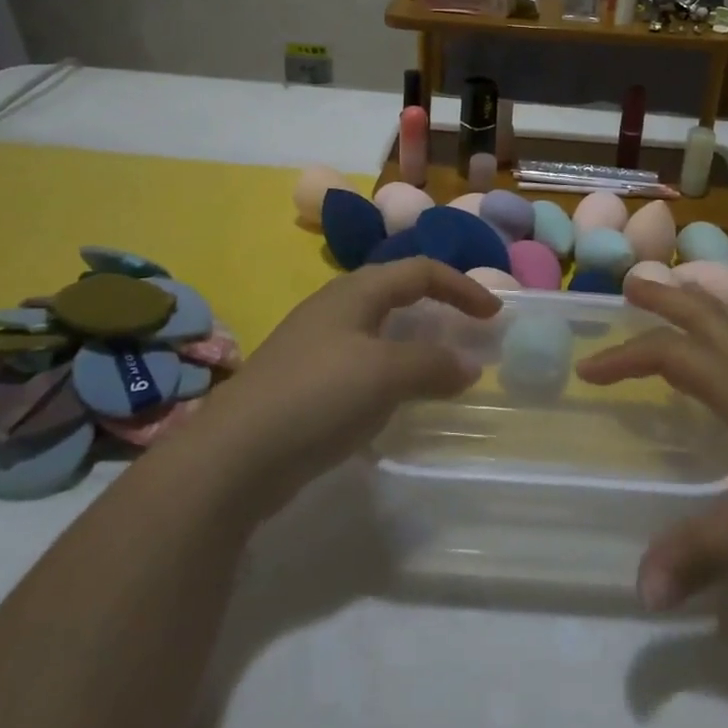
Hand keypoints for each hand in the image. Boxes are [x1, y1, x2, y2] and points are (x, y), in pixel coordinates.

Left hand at [198, 258, 496, 519]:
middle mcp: (335, 308)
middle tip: (468, 334)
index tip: (494, 316)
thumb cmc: (317, 396)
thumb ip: (433, 365)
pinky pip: (361, 364)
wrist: (233, 456)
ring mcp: (314, 346)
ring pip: (378, 331)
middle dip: (437, 307)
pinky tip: (394, 403)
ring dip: (413, 343)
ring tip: (439, 369)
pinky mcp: (303, 383)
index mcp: (355, 292)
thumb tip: (469, 366)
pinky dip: (390, 373)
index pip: (420, 270)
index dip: (461, 286)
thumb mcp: (385, 374)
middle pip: (396, 293)